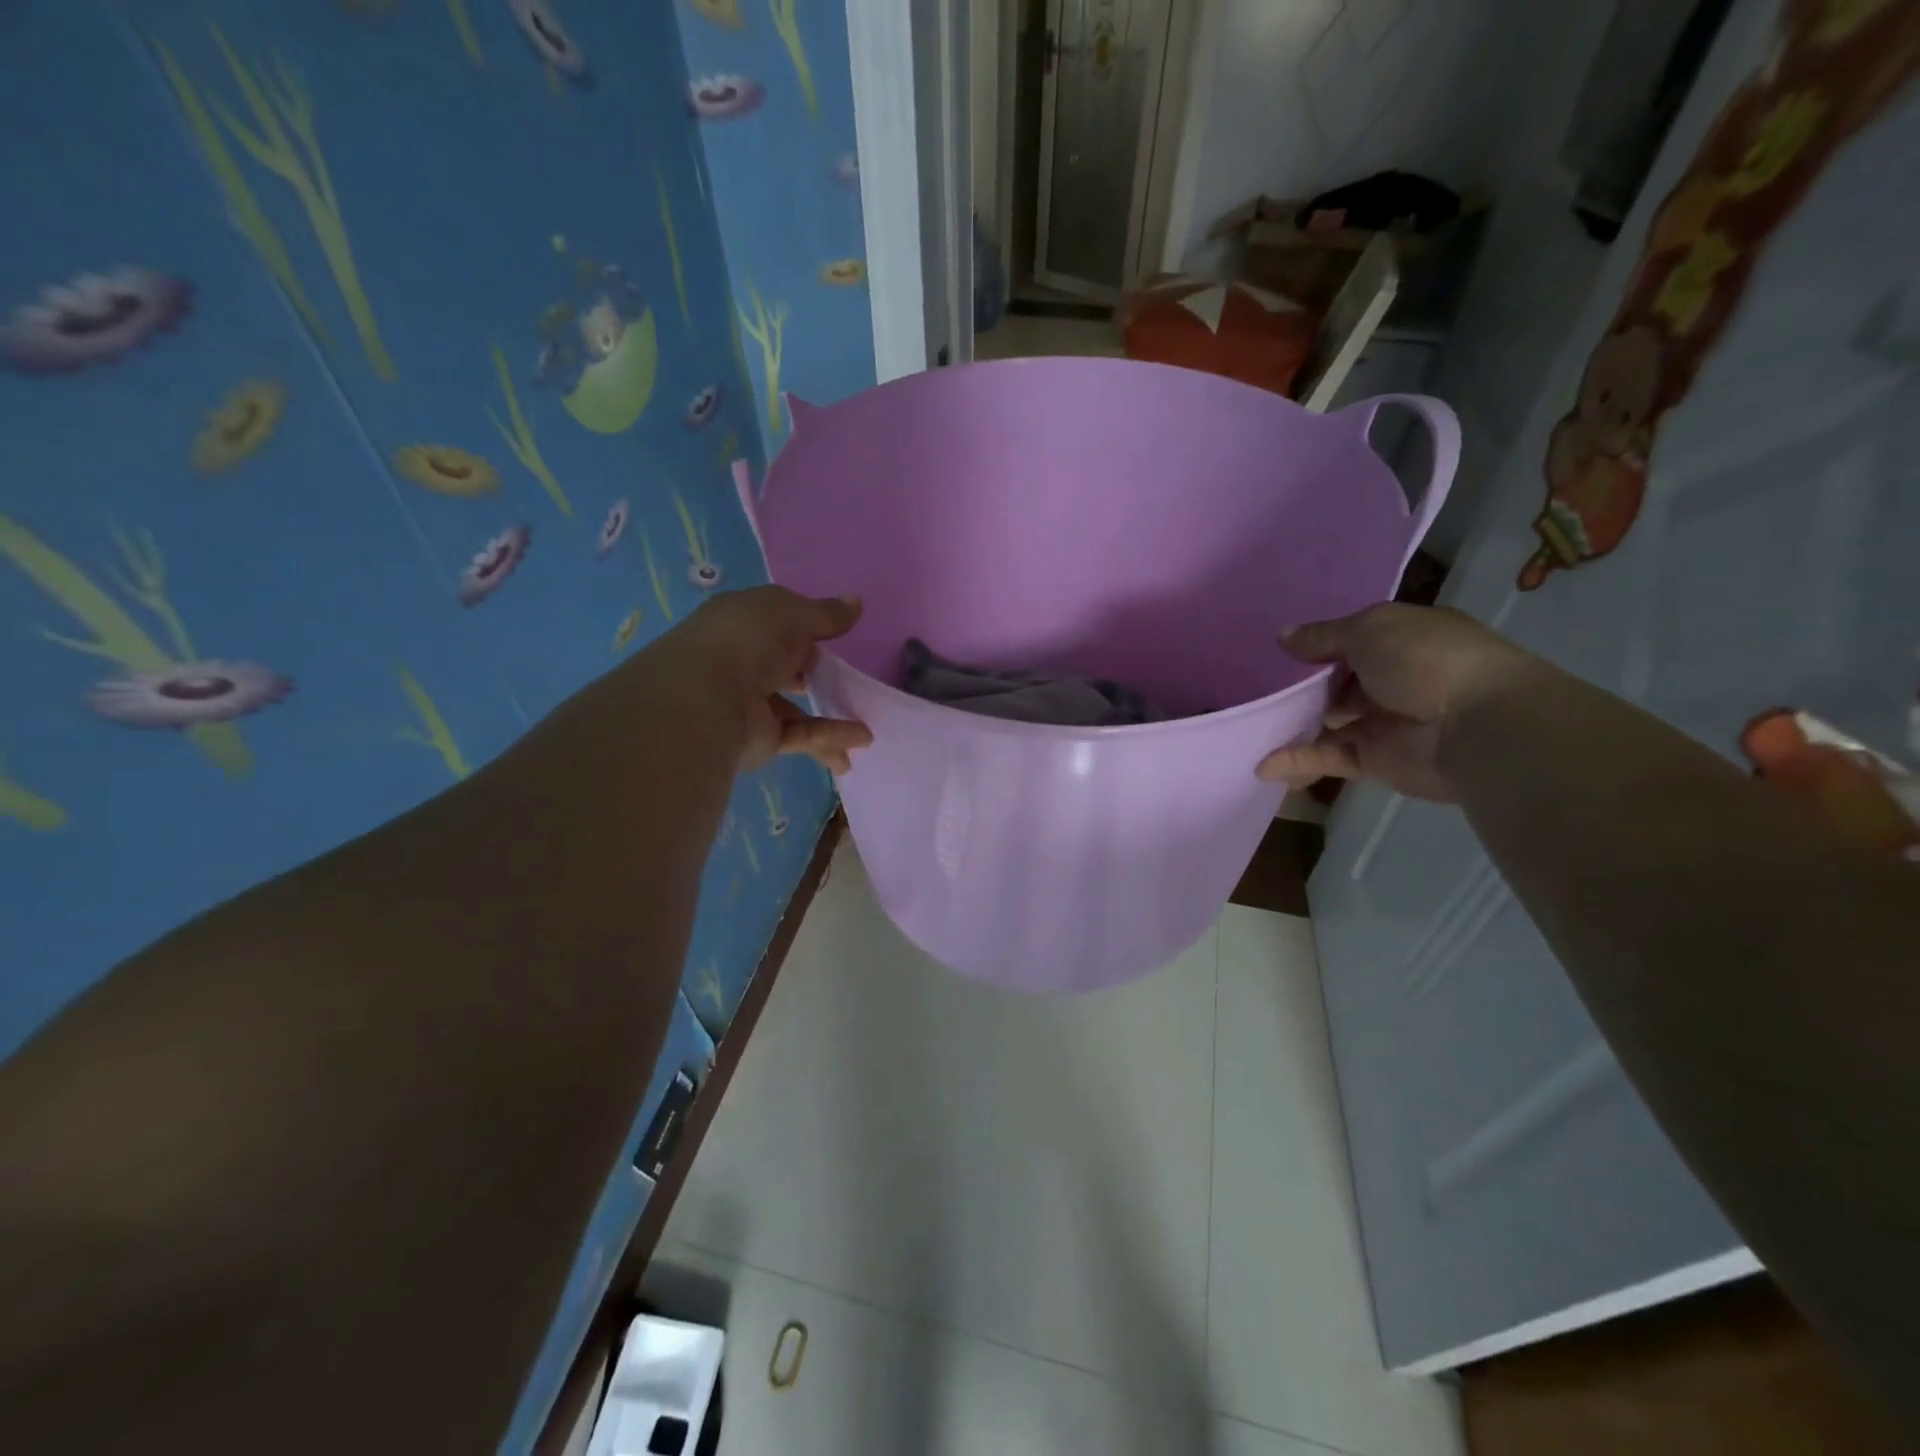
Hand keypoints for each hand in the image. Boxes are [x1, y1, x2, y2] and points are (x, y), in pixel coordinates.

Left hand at [665, 586, 873, 774]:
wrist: (709, 697)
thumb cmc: (750, 639)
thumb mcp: (794, 614)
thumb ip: (827, 614)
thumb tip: (857, 603)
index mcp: (742, 623)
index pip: (774, 623)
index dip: (803, 628)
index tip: (833, 636)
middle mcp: (742, 661)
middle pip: (782, 668)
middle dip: (812, 676)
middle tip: (844, 681)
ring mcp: (749, 703)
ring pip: (795, 710)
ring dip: (831, 720)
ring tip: (867, 730)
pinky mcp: (760, 738)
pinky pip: (801, 735)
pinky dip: (830, 737)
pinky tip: (860, 740)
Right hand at [1256, 604, 1538, 801]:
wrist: (1478, 726)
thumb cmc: (1426, 660)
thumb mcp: (1369, 630)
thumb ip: (1323, 636)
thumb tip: (1283, 636)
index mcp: (1403, 641)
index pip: (1354, 641)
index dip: (1319, 647)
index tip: (1280, 656)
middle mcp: (1395, 680)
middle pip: (1338, 684)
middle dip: (1303, 690)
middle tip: (1261, 693)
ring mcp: (1385, 722)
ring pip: (1330, 724)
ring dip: (1295, 726)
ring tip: (1255, 728)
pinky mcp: (1376, 761)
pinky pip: (1330, 758)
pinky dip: (1299, 761)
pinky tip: (1266, 765)